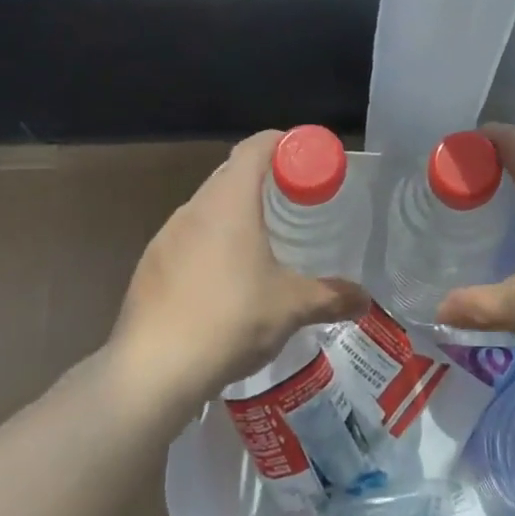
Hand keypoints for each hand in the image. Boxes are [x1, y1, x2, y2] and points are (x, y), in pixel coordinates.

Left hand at [108, 131, 367, 401]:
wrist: (152, 371)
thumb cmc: (230, 321)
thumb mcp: (291, 307)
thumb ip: (331, 297)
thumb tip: (364, 300)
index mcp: (229, 202)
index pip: (255, 147)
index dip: (282, 144)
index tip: (306, 161)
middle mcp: (194, 208)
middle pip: (231, 173)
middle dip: (264, 180)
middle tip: (295, 203)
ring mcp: (166, 236)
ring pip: (207, 207)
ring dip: (235, 214)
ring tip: (263, 242)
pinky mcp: (150, 266)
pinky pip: (188, 238)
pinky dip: (211, 243)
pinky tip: (225, 280)